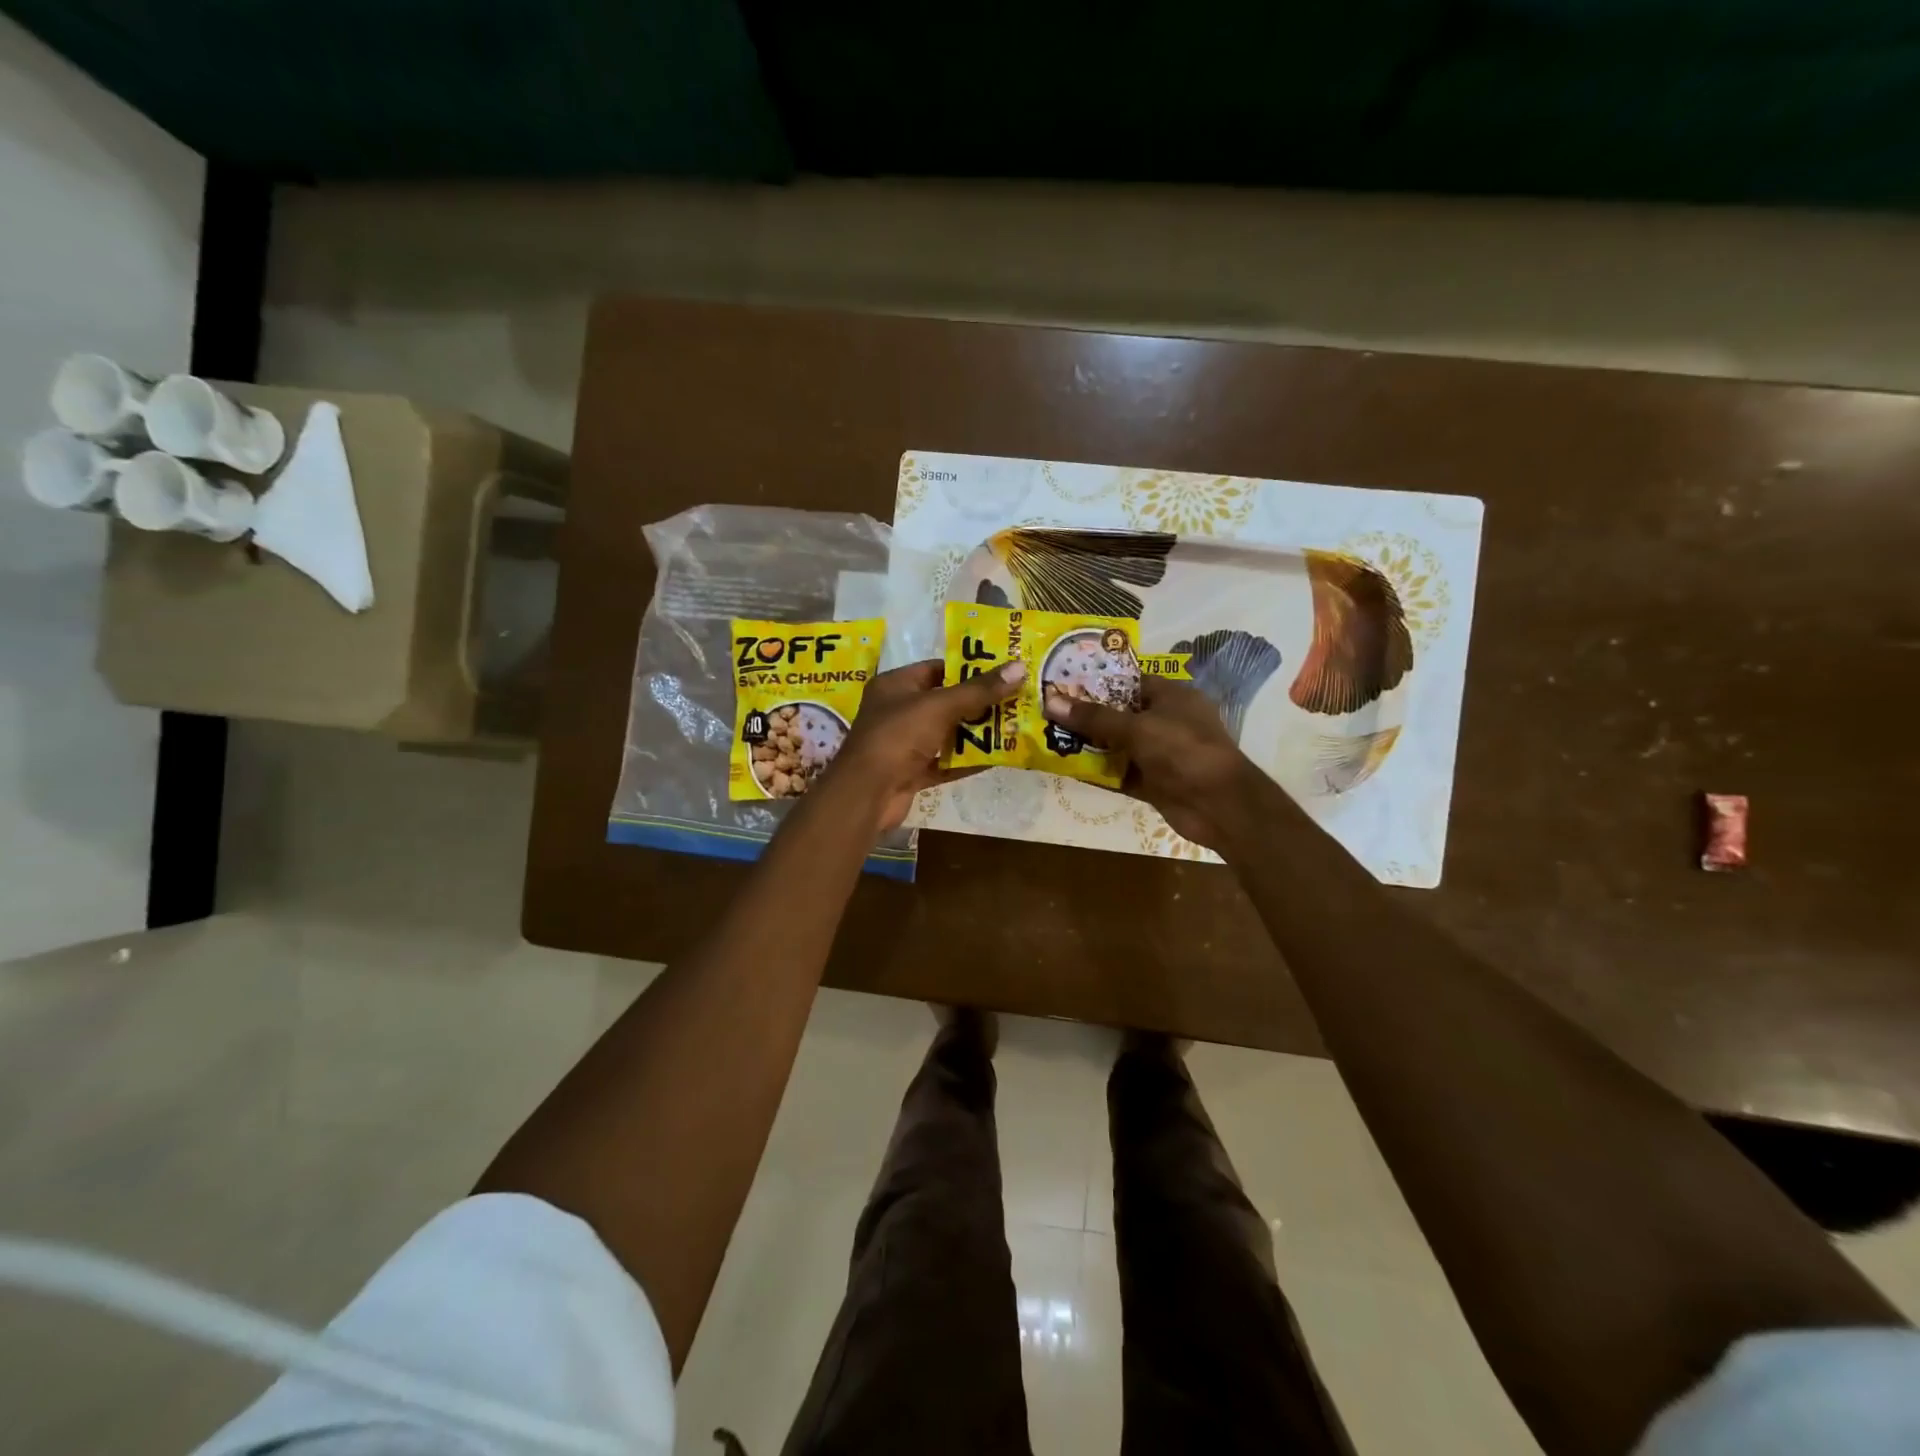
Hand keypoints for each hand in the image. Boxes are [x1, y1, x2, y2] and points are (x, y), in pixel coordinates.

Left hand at [825, 658, 1027, 832]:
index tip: (1003, 671)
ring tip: (1014, 726)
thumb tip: (1019, 668)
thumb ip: (979, 690)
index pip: (937, 669)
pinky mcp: (911, 772)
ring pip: (947, 734)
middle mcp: (898, 711)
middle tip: (1016, 699)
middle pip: (945, 702)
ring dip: (976, 733)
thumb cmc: (898, 737)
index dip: (969, 669)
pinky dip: (967, 761)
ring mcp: (904, 744)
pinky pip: (945, 762)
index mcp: (895, 685)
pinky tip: (997, 758)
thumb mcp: (940, 707)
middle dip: (979, 703)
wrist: (866, 794)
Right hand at [1042, 676, 1254, 850]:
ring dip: (1090, 746)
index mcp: (1173, 697)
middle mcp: (1167, 722)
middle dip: (1088, 715)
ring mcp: (1161, 755)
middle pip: (1121, 715)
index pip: (1131, 682)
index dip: (1099, 681)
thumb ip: (1094, 717)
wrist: (1219, 805)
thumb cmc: (1182, 750)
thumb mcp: (1136, 728)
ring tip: (1051, 738)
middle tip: (1050, 710)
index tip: (1065, 682)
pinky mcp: (1155, 783)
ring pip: (1119, 746)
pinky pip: (1121, 774)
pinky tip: (1069, 769)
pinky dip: (1100, 773)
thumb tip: (1051, 701)